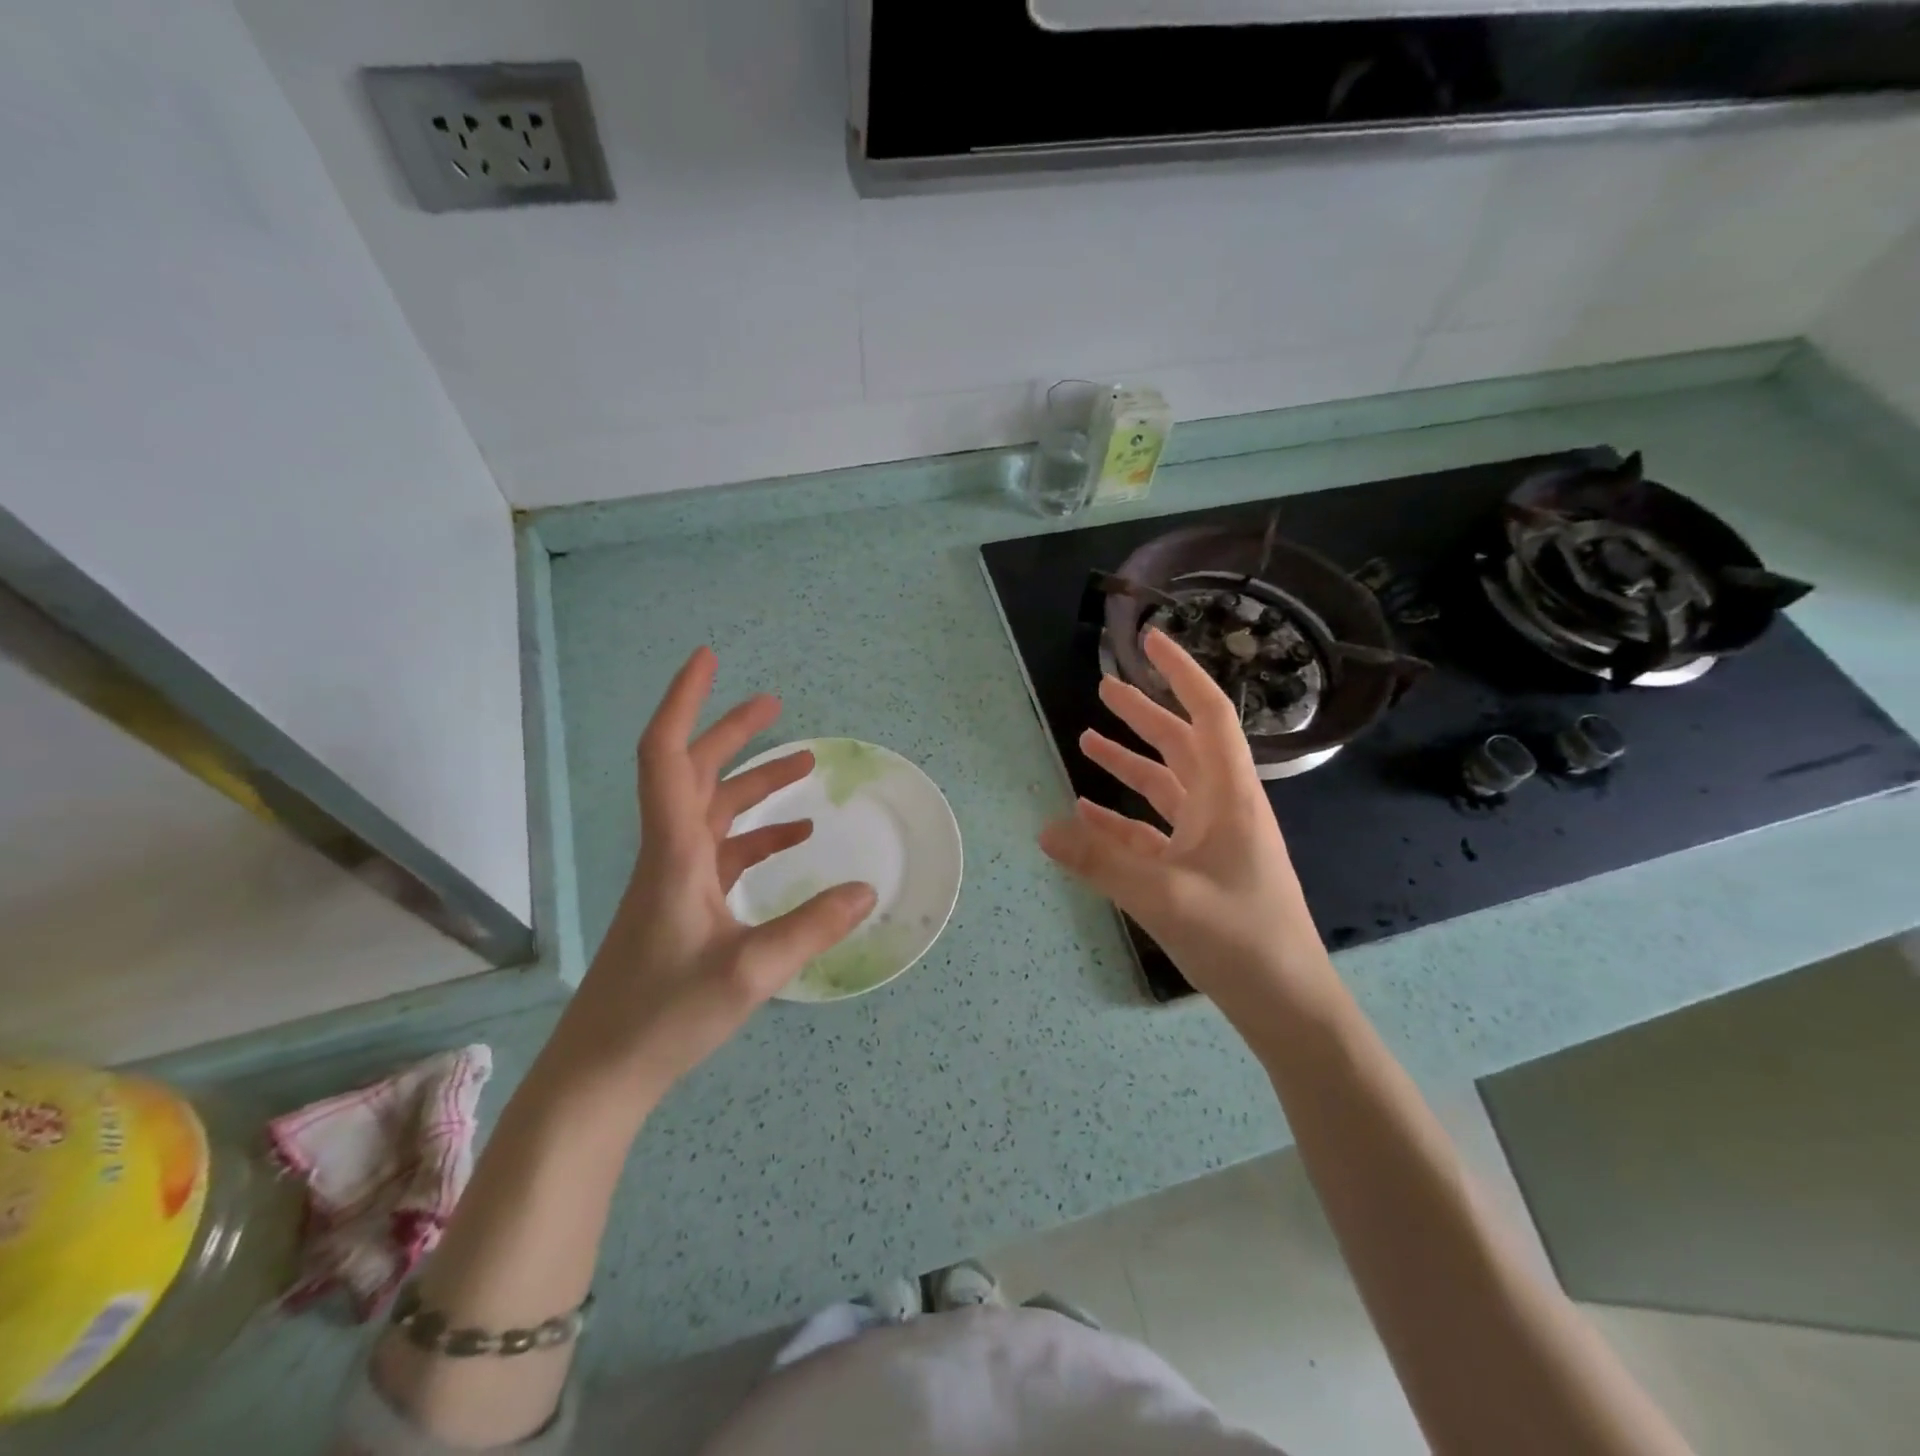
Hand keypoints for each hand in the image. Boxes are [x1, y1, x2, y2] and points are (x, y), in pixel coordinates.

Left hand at [558, 647, 875, 1101]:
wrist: (600, 1075)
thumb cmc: (662, 1017)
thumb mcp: (749, 972)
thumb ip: (811, 928)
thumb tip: (867, 890)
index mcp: (674, 853)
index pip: (668, 757)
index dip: (684, 702)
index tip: (708, 660)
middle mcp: (670, 855)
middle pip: (695, 773)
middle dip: (731, 732)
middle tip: (775, 703)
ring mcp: (675, 881)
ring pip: (713, 812)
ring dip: (753, 784)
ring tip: (803, 765)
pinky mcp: (684, 907)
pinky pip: (724, 853)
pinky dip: (758, 836)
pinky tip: (794, 839)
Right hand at [1038, 629, 1335, 1021]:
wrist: (1287, 1005)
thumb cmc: (1240, 940)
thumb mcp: (1164, 897)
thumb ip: (1101, 861)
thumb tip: (1044, 829)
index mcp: (1230, 797)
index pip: (1209, 715)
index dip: (1182, 673)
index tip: (1151, 640)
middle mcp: (1223, 809)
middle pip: (1182, 745)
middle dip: (1144, 714)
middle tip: (1104, 687)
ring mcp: (1211, 841)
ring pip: (1166, 786)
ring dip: (1129, 762)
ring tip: (1087, 739)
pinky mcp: (1198, 871)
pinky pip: (1154, 831)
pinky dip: (1122, 818)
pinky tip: (1087, 813)